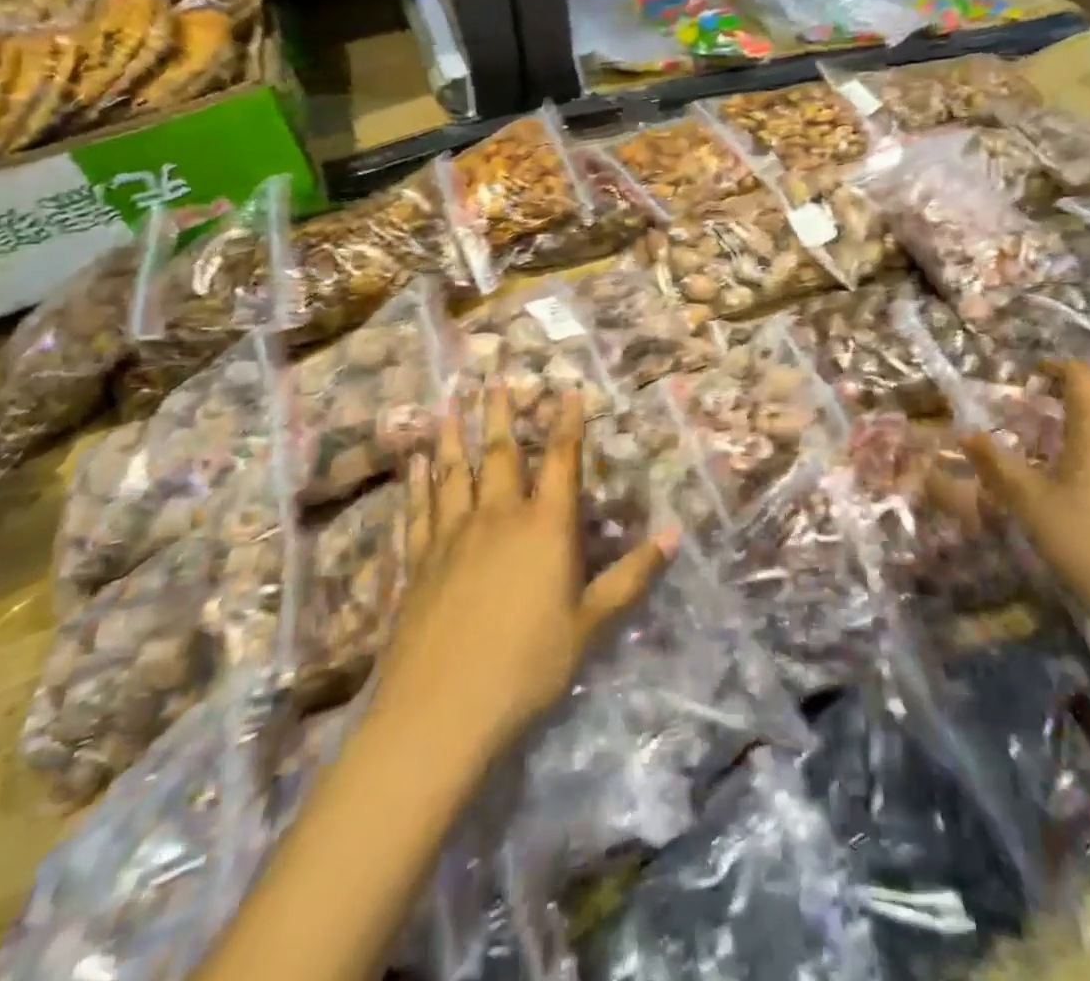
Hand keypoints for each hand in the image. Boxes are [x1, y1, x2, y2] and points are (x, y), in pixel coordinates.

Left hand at [374, 384, 674, 756]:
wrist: (442, 710)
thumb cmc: (528, 665)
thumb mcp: (591, 624)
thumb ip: (631, 576)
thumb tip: (675, 536)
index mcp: (545, 526)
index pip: (561, 460)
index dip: (567, 421)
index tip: (567, 388)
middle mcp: (498, 516)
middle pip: (500, 452)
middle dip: (500, 413)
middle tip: (494, 378)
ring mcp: (453, 535)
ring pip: (453, 472)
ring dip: (453, 435)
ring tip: (449, 403)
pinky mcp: (418, 560)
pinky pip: (419, 508)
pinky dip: (417, 482)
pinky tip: (414, 463)